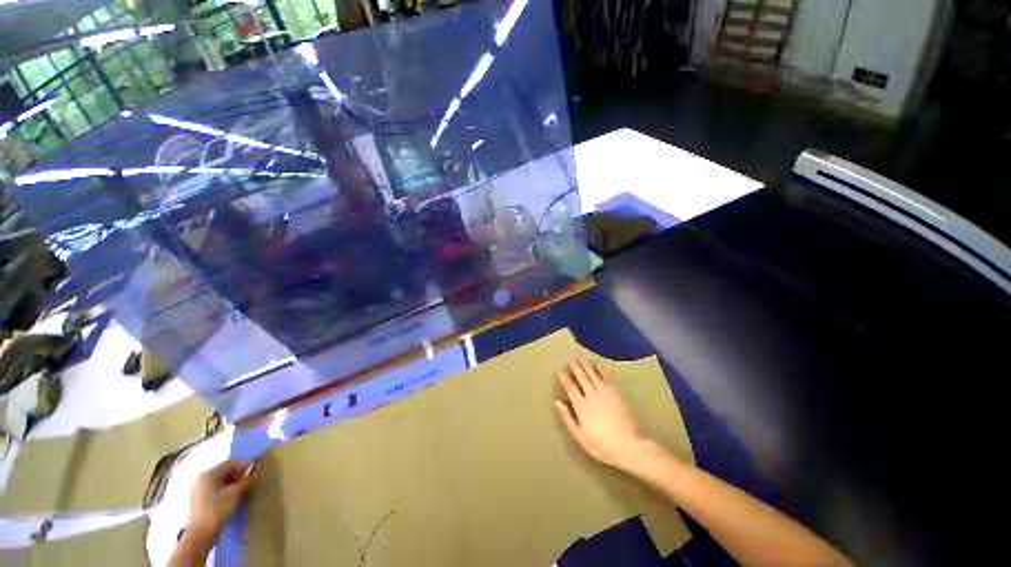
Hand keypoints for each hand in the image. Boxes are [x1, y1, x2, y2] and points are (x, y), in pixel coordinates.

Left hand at [187, 460, 256, 539]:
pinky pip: (216, 491)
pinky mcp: (200, 501)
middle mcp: (202, 479)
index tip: (255, 472)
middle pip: (225, 472)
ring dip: (234, 484)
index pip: (230, 463)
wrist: (201, 534)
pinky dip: (227, 492)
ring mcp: (199, 491)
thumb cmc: (217, 510)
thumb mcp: (235, 493)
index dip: (244, 466)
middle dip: (239, 476)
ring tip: (244, 491)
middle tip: (251, 482)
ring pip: (221, 482)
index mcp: (208, 474)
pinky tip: (234, 500)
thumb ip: (246, 480)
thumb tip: (256, 471)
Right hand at [555, 360, 647, 470]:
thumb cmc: (601, 445)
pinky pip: (606, 378)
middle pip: (582, 378)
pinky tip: (598, 366)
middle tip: (572, 360)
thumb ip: (567, 417)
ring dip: (587, 367)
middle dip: (576, 368)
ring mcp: (604, 393)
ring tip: (582, 360)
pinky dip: (601, 370)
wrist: (627, 445)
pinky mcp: (615, 394)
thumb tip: (557, 402)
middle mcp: (591, 395)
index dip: (565, 379)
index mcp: (581, 406)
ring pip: (593, 376)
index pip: (570, 388)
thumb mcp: (579, 436)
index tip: (560, 372)